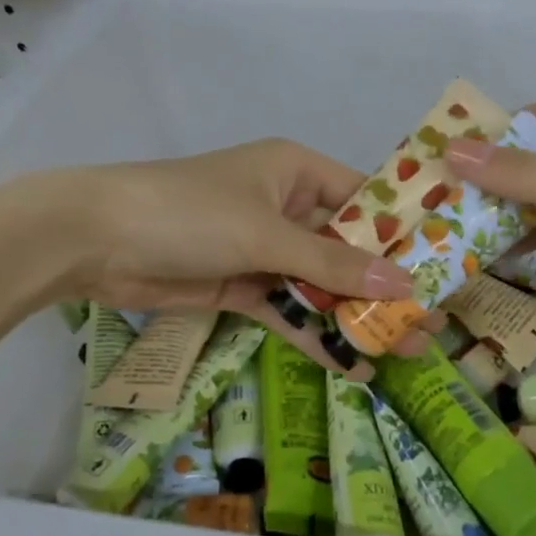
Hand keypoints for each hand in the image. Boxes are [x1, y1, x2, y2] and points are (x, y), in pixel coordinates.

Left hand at [57, 139, 416, 373]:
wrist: (94, 242)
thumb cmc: (189, 213)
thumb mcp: (265, 234)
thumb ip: (332, 264)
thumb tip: (403, 285)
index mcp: (295, 172)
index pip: (363, 199)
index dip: (402, 233)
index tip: (441, 268)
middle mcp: (284, 207)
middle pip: (345, 248)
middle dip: (383, 285)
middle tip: (428, 322)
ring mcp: (262, 249)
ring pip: (319, 284)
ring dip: (353, 315)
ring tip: (402, 349)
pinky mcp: (240, 285)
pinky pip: (287, 308)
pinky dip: (313, 332)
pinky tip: (350, 362)